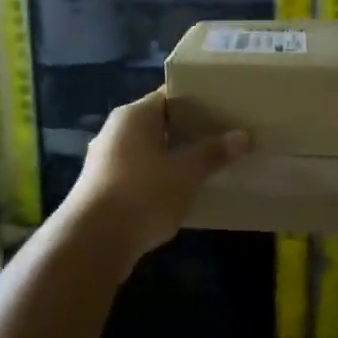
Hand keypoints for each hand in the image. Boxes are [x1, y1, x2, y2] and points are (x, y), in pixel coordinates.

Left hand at [68, 90, 251, 261]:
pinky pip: (139, 174)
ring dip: (174, 158)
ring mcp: (106, 160)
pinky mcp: (103, 188)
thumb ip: (213, 153)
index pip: (169, 96)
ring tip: (208, 166)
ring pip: (149, 151)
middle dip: (189, 132)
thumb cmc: (143, 194)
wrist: (93, 241)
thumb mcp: (186, 173)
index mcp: (134, 116)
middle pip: (159, 123)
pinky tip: (181, 193)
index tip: (225, 109)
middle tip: (224, 138)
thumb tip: (243, 135)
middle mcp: (115, 131)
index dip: (198, 100)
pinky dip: (159, 179)